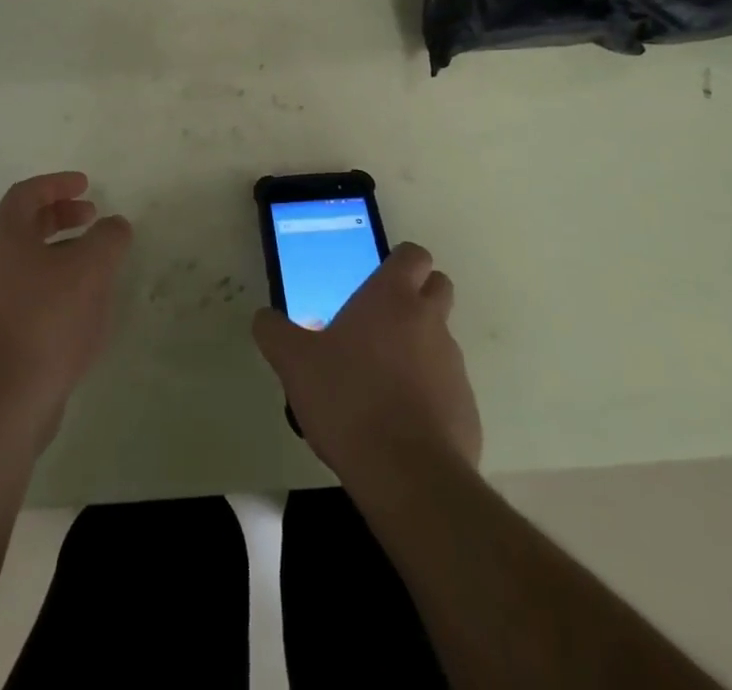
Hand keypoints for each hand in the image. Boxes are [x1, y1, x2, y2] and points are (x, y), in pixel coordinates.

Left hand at [0, 172, 132, 445]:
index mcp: (5, 238)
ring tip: (96, 263)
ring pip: (29, 261)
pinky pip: (30, 293)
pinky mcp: (0, 335)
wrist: (5, 401)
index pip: (26, 194)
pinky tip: (84, 306)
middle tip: (93, 217)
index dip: (57, 183)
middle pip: (25, 225)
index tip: (86, 185)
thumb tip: (114, 225)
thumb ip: (108, 238)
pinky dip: (57, 284)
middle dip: (61, 216)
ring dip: (62, 252)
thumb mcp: (90, 269)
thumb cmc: (47, 320)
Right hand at [252, 242, 480, 483]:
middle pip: (438, 287)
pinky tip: (398, 421)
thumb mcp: (294, 363)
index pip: (413, 255)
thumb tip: (264, 318)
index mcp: (392, 298)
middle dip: (417, 295)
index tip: (376, 279)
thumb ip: (275, 333)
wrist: (407, 476)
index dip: (399, 262)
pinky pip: (447, 387)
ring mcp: (453, 365)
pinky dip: (429, 393)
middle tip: (380, 320)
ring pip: (441, 339)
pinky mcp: (467, 409)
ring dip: (420, 347)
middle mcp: (429, 321)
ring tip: (381, 379)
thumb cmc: (348, 400)